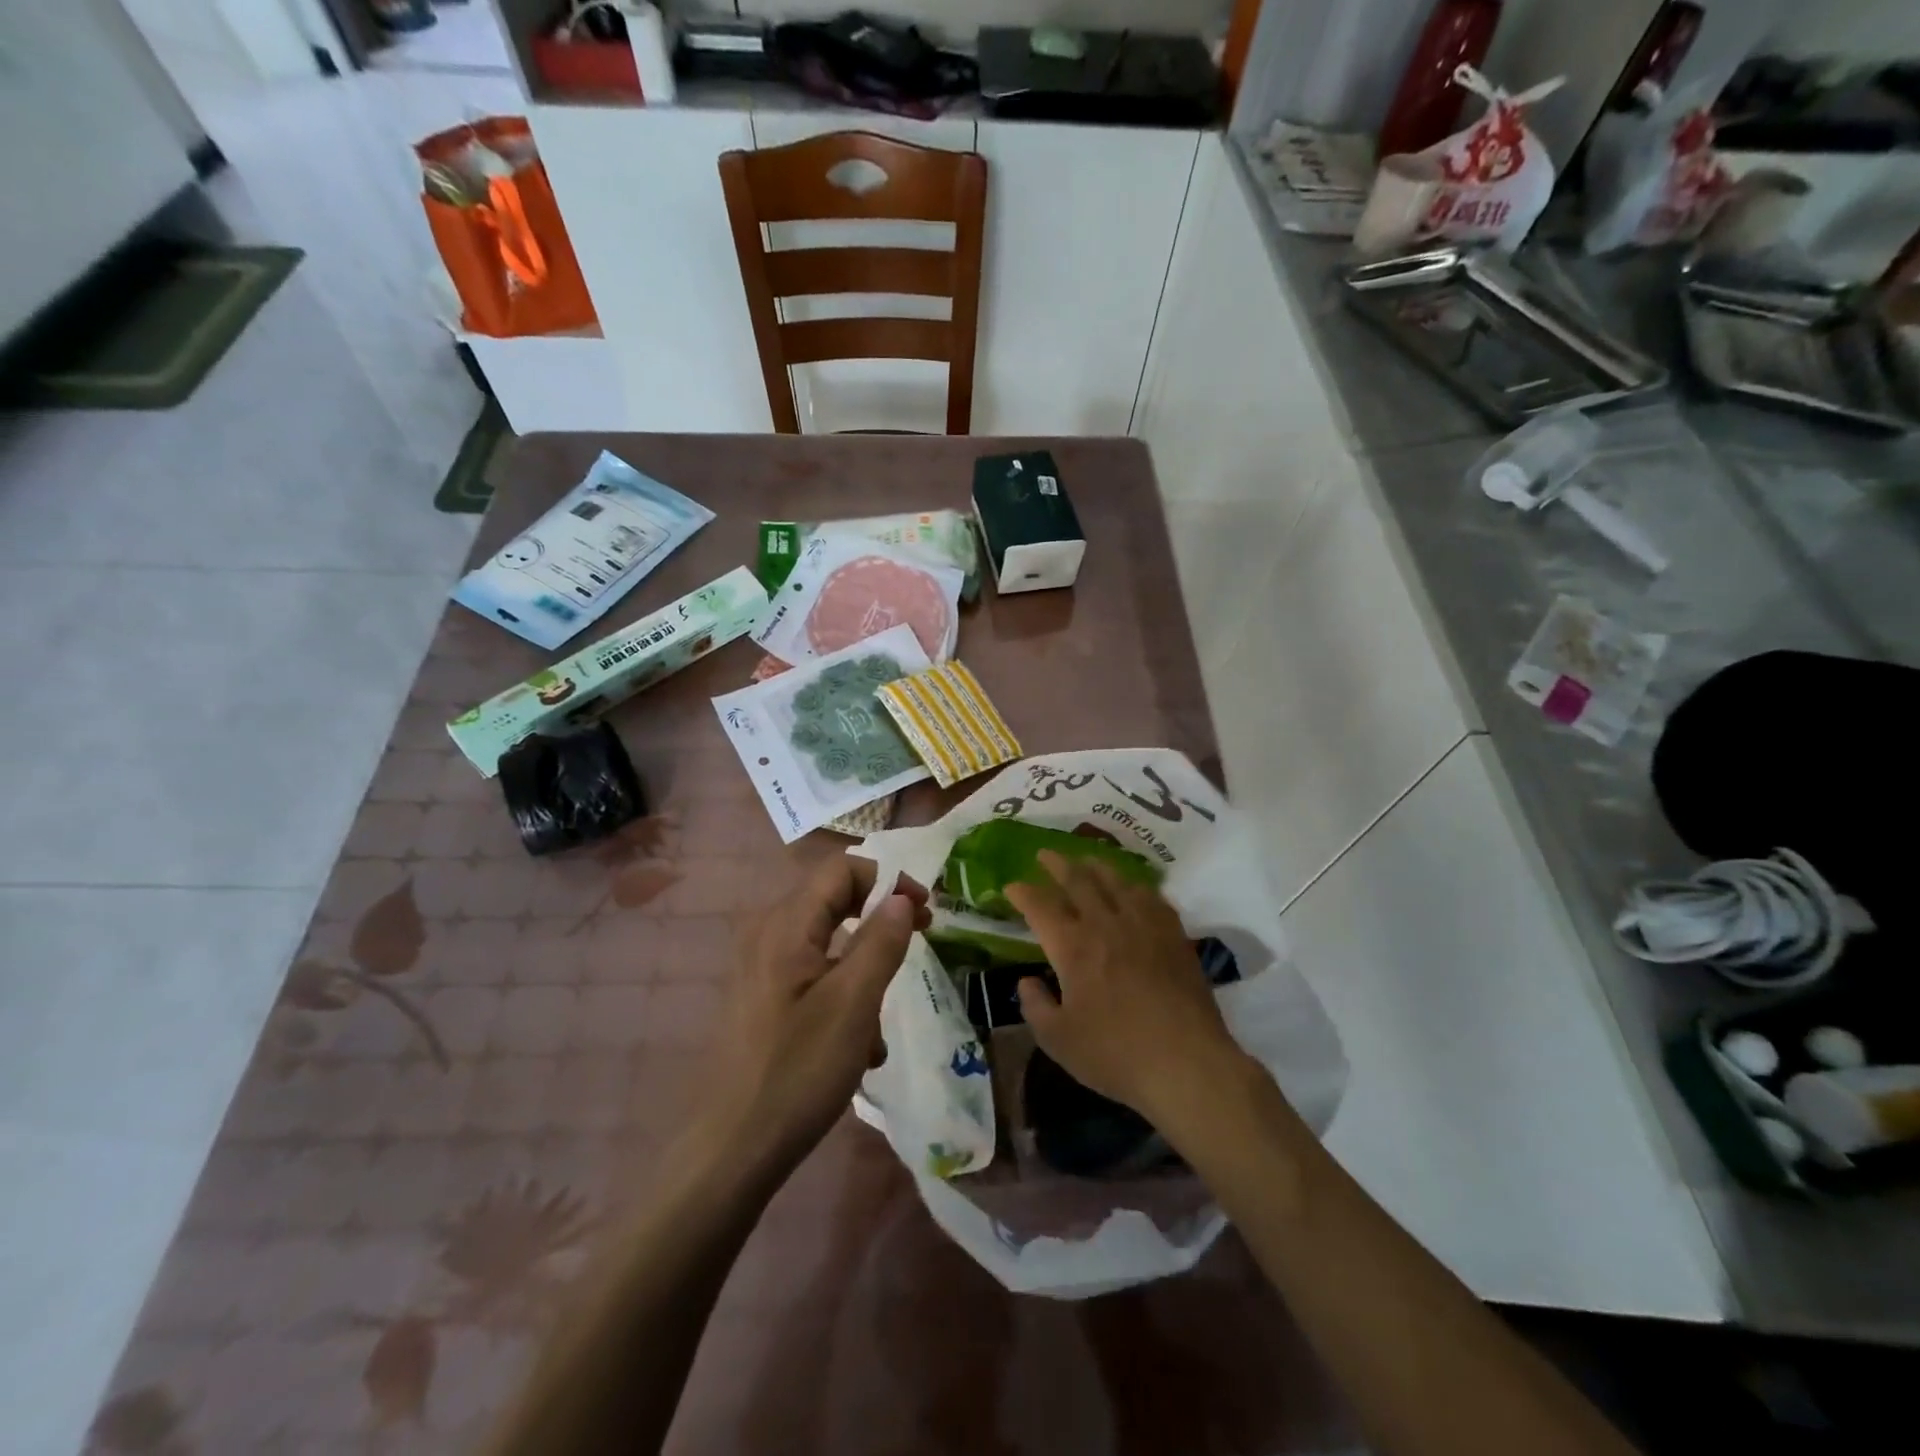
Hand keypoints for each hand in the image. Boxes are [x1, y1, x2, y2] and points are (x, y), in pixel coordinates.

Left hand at [695, 855, 929, 1179]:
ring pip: (828, 944)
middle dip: (880, 922)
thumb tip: (901, 896)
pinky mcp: (761, 998)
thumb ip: (882, 940)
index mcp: (786, 924)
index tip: (926, 910)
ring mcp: (760, 967)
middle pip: (834, 901)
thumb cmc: (798, 1070)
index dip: (888, 879)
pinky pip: (813, 975)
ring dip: (864, 969)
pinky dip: (843, 994)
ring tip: (880, 1023)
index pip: (842, 869)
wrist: (731, 1150)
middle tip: (919, 941)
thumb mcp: (854, 1003)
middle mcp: (767, 934)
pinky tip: (857, 1047)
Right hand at [1007, 851, 1243, 1126]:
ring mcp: (1143, 925)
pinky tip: (1134, 888)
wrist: (1186, 1062)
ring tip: (1086, 860)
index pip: (1040, 906)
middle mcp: (1105, 924)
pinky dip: (1135, 886)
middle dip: (1057, 864)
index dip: (1023, 892)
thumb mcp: (1058, 1040)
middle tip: (1045, 853)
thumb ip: (1036, 1007)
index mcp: (1072, 947)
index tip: (1011, 886)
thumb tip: (1027, 981)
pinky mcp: (1173, 934)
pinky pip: (1151, 896)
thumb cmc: (1116, 1054)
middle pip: (1077, 880)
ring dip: (1095, 866)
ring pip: (1115, 880)